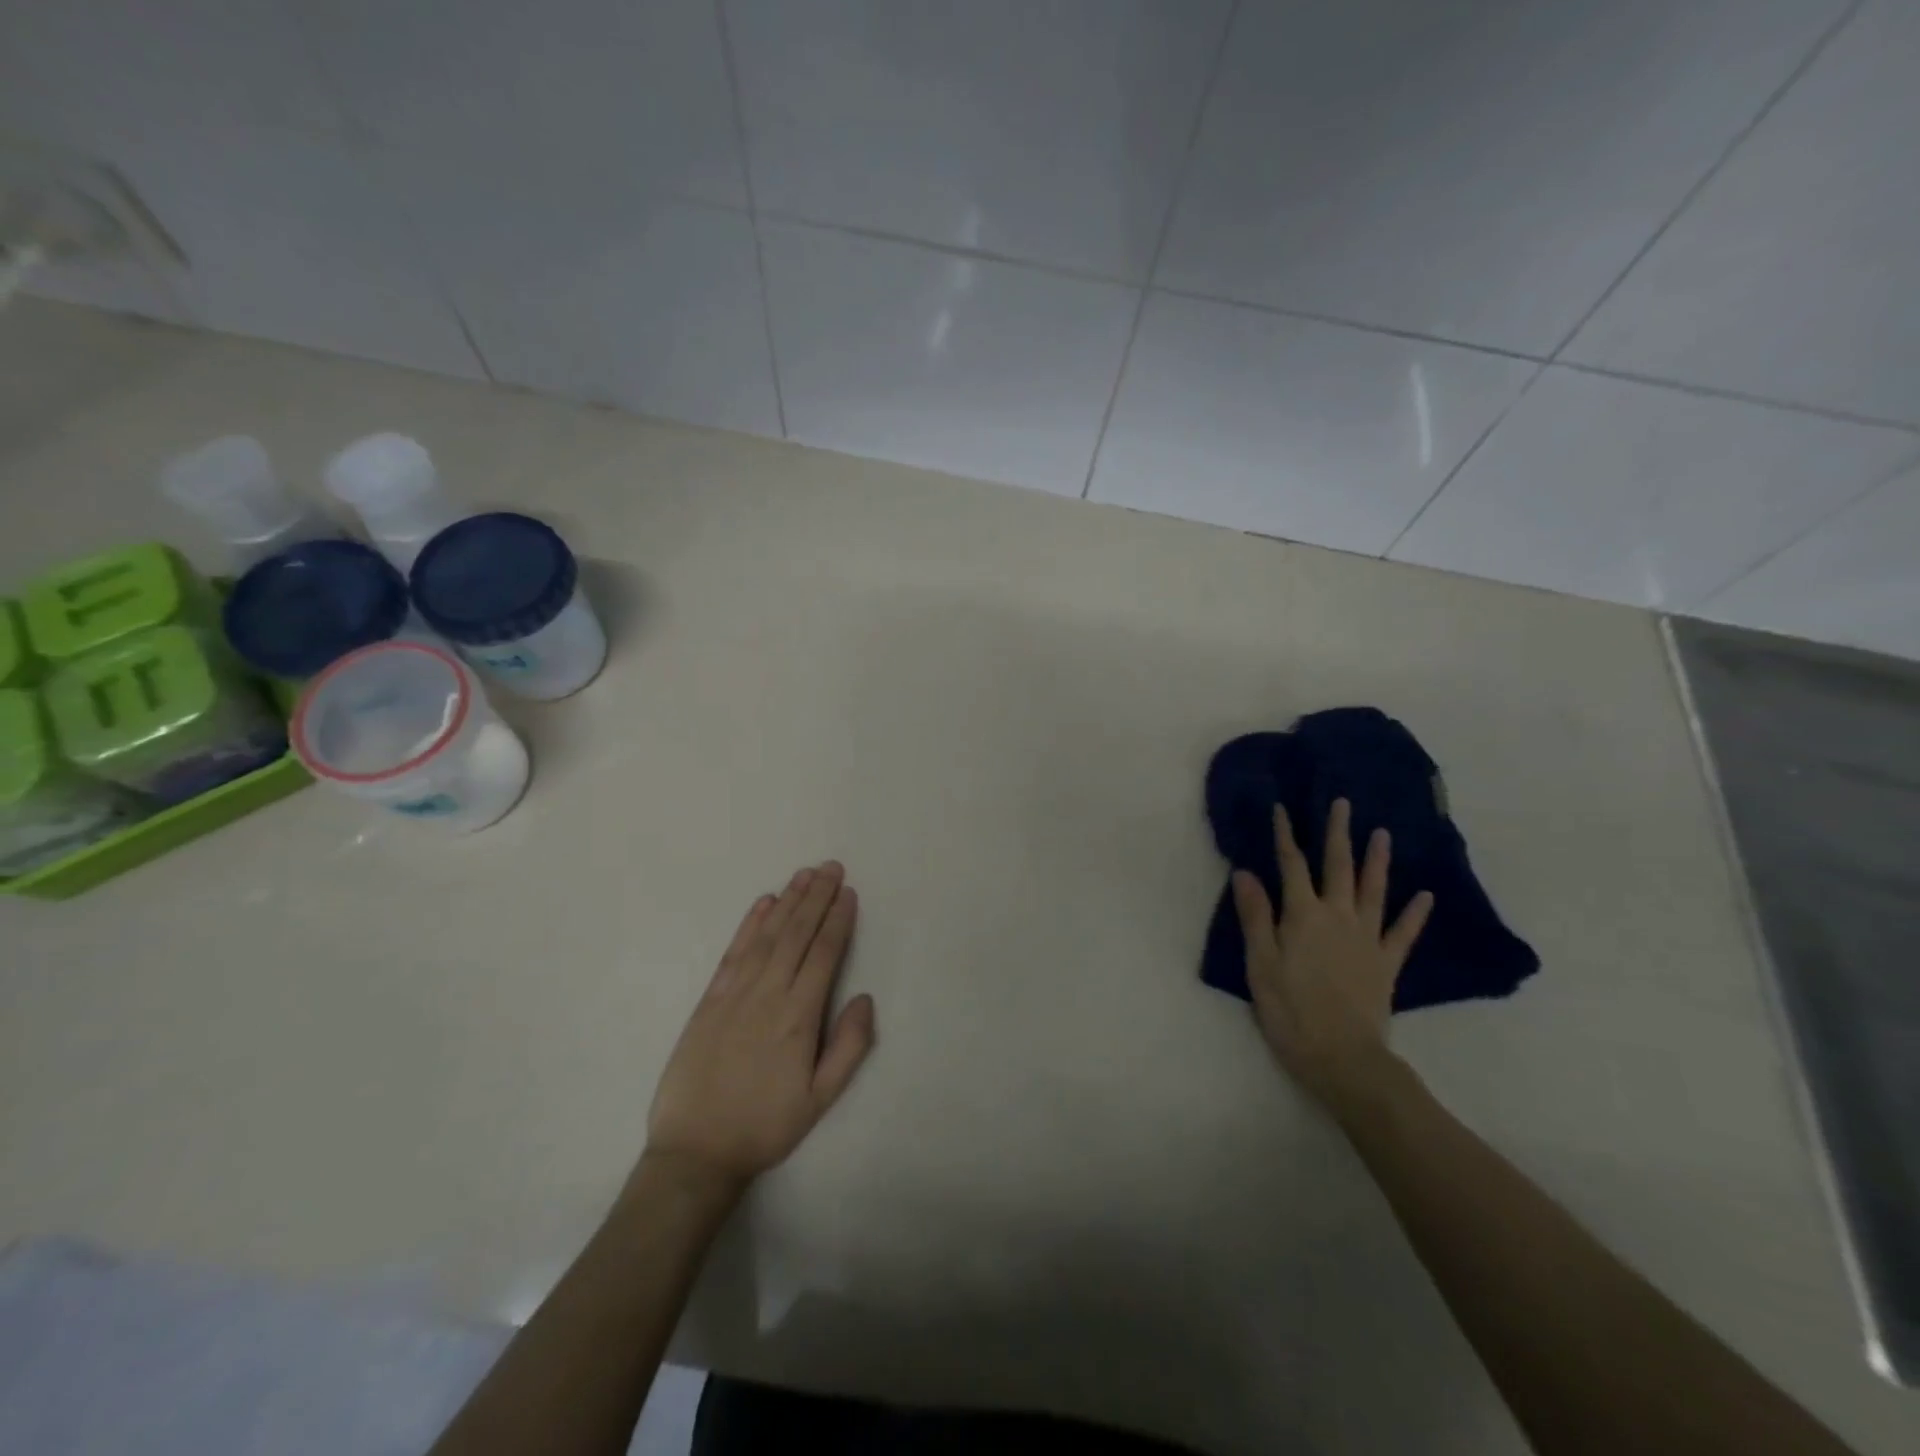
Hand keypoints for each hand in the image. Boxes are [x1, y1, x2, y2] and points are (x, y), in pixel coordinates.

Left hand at [644, 862, 875, 1195]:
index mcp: (798, 1016)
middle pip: (797, 934)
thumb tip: (865, 998)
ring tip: (805, 874)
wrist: (695, 1151)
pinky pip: (734, 952)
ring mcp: (735, 993)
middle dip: (817, 897)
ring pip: (767, 935)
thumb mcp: (820, 1099)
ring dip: (788, 901)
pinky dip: (750, 924)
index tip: (849, 893)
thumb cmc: (765, 1126)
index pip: (823, 954)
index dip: (838, 920)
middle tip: (832, 867)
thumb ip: (849, 1047)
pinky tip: (763, 903)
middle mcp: (768, 994)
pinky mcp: (710, 1000)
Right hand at [1232, 799, 1433, 1115]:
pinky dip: (1415, 913)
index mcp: (1303, 915)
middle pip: (1338, 867)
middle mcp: (1338, 917)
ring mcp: (1367, 939)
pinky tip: (1425, 896)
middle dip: (1338, 834)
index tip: (1282, 809)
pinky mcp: (1387, 964)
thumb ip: (1255, 916)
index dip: (1285, 836)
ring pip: (1374, 890)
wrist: (1343, 1058)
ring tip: (1382, 834)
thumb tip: (1246, 873)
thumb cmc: (1290, 1010)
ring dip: (1377, 861)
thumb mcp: (1260, 963)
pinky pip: (1403, 933)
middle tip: (1343, 804)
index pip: (1291, 865)